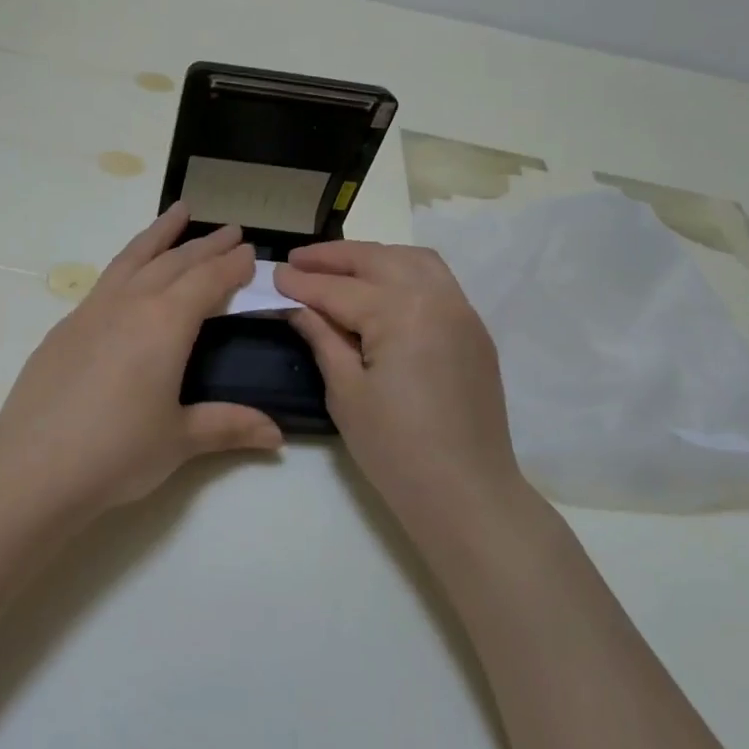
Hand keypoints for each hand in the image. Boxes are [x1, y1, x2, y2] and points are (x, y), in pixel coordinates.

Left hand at [0, 203, 283, 517]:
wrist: (33, 466)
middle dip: (206, 245)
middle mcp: (130, 304)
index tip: (250, 252)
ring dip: (159, 234)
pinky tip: (129, 275)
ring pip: (133, 258)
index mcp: (165, 323)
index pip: (208, 281)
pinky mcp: (65, 327)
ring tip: (178, 212)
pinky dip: (128, 263)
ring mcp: (91, 311)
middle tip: (230, 230)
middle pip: (174, 262)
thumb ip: (228, 426)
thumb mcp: (180, 440)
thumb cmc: (117, 452)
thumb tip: (278, 436)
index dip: (232, 265)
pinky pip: (106, 279)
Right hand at [276, 242, 533, 525]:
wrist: (466, 492)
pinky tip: (381, 287)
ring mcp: (461, 311)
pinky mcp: (474, 330)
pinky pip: (437, 281)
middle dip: (334, 257)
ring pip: (413, 260)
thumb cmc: (395, 449)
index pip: (339, 289)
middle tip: (298, 260)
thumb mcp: (346, 393)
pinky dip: (404, 271)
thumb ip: (322, 338)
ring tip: (339, 266)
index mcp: (400, 313)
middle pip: (377, 260)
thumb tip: (298, 306)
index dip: (302, 282)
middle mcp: (435, 298)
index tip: (274, 272)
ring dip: (373, 257)